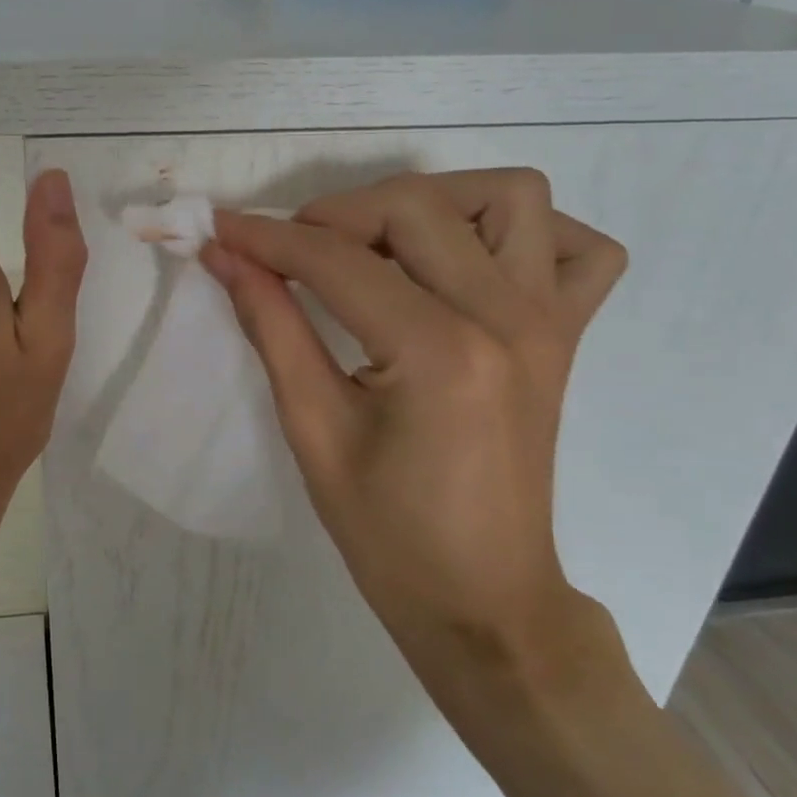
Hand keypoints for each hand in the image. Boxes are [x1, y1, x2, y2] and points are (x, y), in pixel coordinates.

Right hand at [203, 170, 625, 680]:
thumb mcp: (312, 430)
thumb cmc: (387, 534)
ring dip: (432, 204)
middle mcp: (507, 317)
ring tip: (380, 248)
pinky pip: (576, 247)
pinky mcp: (567, 334)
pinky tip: (468, 263)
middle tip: (291, 255)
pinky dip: (521, 234)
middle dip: (335, 214)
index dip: (267, 238)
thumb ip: (271, 326)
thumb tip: (225, 257)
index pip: (337, 260)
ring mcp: (549, 320)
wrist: (484, 600)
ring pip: (508, 196)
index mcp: (439, 352)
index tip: (220, 228)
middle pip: (414, 207)